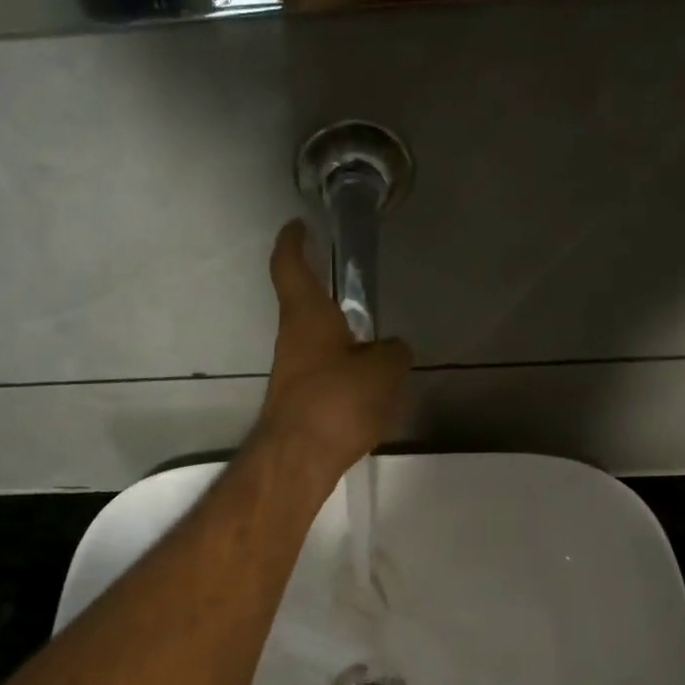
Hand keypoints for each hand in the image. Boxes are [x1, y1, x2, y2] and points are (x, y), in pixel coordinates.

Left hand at [254, 220, 410, 478]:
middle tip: (361, 304)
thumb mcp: (385, 370)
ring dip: (344, 348)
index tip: (299, 226)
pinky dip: (345, 380)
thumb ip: (394, 352)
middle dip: (331, 304)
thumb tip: (393, 350)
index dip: (293, 241)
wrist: (300, 459)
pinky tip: (371, 398)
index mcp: (306, 315)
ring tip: (381, 361)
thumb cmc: (338, 400)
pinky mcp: (297, 405)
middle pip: (308, 309)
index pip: (290, 265)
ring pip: (319, 349)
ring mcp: (291, 375)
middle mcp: (291, 340)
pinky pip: (326, 381)